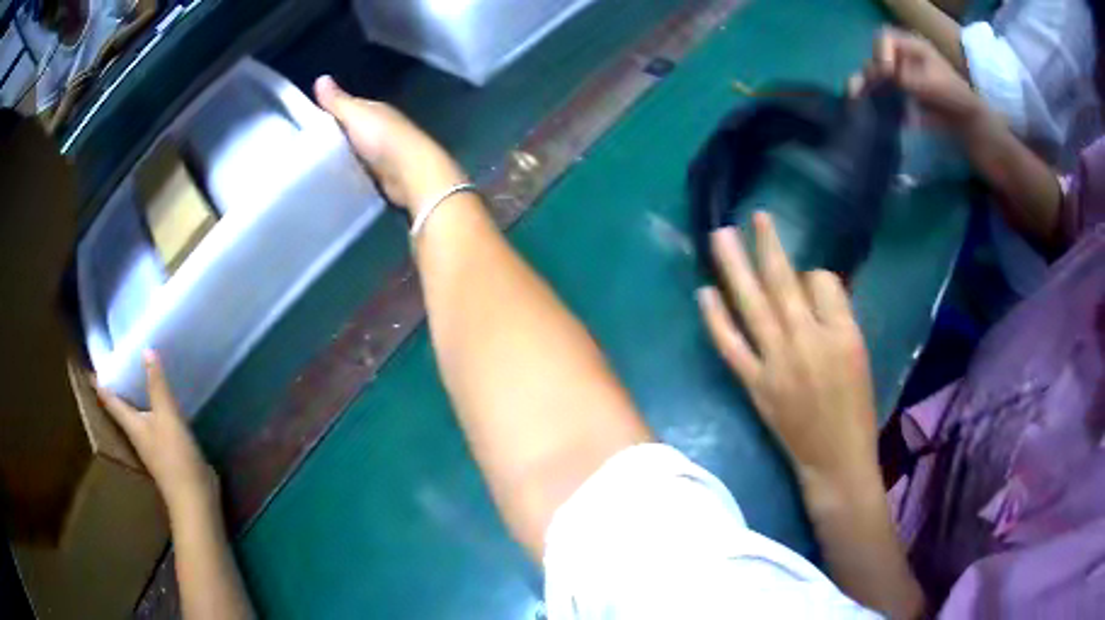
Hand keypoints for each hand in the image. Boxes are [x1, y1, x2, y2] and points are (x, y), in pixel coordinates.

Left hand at [94, 351, 216, 513]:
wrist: (194, 498)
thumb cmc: (175, 456)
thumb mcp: (167, 416)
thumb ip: (157, 385)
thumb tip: (146, 349)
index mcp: (131, 424)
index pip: (109, 399)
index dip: (98, 383)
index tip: (89, 368)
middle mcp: (136, 432)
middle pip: (119, 408)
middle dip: (114, 388)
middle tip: (111, 364)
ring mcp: (150, 444)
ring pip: (135, 415)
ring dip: (131, 398)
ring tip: (132, 377)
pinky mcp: (165, 451)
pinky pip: (151, 422)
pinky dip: (149, 408)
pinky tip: (157, 402)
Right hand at [314, 76, 468, 211]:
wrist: (411, 172)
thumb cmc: (382, 137)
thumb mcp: (355, 115)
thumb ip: (337, 101)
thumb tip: (320, 77)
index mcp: (376, 110)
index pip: (350, 107)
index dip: (332, 111)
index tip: (310, 122)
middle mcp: (382, 127)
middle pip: (354, 129)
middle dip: (336, 134)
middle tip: (310, 146)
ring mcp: (385, 151)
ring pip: (357, 149)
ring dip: (344, 154)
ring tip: (318, 164)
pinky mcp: (384, 174)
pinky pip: (362, 169)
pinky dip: (352, 170)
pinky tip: (338, 177)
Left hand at [696, 214, 878, 489]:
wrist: (834, 458)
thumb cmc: (855, 407)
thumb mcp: (859, 353)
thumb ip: (836, 316)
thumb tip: (810, 285)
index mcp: (841, 333)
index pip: (822, 281)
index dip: (813, 273)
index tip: (806, 273)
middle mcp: (806, 341)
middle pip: (782, 282)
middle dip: (767, 245)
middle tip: (753, 217)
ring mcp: (776, 363)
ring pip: (752, 305)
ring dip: (734, 267)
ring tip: (720, 236)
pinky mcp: (754, 384)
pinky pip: (730, 346)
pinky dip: (715, 318)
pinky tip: (704, 292)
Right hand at [850, 28, 984, 130]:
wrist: (971, 128)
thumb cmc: (956, 101)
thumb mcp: (934, 85)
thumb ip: (909, 78)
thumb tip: (884, 77)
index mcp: (912, 46)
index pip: (885, 38)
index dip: (881, 52)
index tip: (887, 73)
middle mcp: (903, 57)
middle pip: (876, 56)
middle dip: (869, 71)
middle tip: (863, 89)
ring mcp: (902, 76)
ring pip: (875, 75)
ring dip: (865, 84)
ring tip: (855, 97)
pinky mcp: (902, 96)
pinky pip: (881, 92)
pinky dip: (872, 98)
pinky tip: (864, 106)